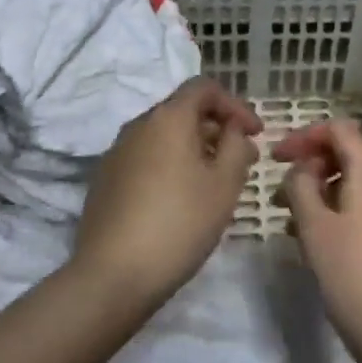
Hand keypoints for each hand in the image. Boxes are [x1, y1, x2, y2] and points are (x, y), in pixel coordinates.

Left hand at [76, 77, 262, 308]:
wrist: (112, 275)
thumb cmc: (179, 223)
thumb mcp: (224, 185)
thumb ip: (236, 147)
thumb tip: (233, 130)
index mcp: (168, 117)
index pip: (204, 87)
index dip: (236, 104)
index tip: (256, 133)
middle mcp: (138, 125)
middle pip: (183, 110)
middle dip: (217, 127)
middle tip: (241, 158)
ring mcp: (116, 152)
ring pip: (163, 136)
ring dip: (194, 147)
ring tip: (215, 181)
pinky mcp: (105, 179)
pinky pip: (146, 157)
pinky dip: (170, 164)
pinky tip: (181, 198)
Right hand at [276, 120, 361, 362]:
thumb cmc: (351, 275)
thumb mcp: (314, 226)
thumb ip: (301, 185)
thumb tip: (302, 169)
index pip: (340, 129)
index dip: (305, 135)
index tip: (277, 157)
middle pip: (350, 154)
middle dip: (312, 164)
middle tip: (282, 191)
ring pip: (356, 183)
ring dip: (323, 189)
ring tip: (293, 220)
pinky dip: (340, 208)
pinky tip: (320, 239)